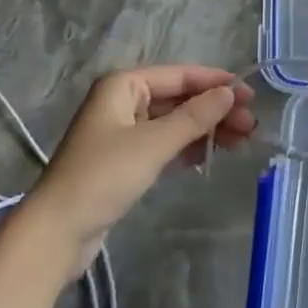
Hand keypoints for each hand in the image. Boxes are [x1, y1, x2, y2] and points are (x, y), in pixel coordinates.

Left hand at [21, 66, 255, 262]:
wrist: (57, 232)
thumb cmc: (103, 176)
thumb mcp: (153, 144)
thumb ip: (194, 117)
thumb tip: (229, 93)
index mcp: (123, 84)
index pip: (178, 75)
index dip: (215, 82)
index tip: (249, 93)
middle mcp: (123, 101)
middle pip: (177, 98)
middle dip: (214, 109)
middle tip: (250, 125)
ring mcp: (122, 131)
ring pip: (173, 122)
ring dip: (205, 129)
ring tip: (242, 140)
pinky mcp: (124, 160)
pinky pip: (164, 143)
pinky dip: (187, 147)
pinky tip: (211, 154)